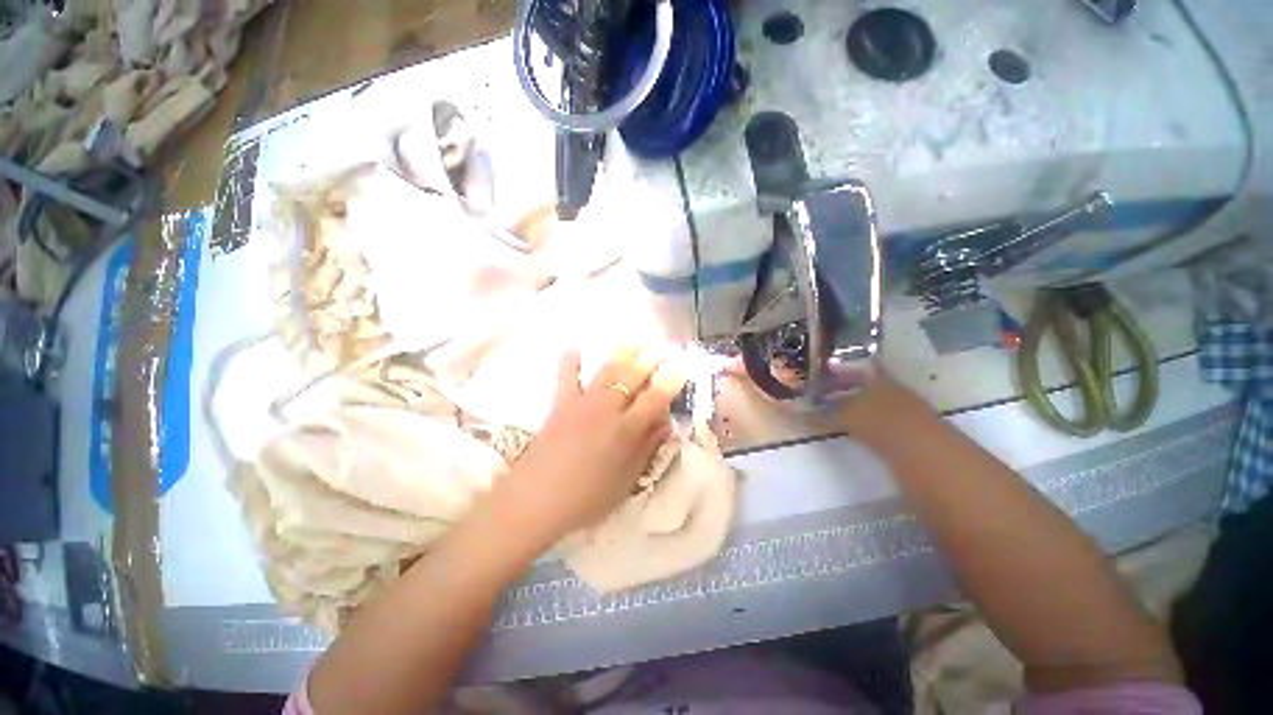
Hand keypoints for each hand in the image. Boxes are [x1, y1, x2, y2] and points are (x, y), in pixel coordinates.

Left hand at [489, 345, 688, 547]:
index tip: (681, 367)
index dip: (671, 381)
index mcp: (627, 430)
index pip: (656, 398)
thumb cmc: (586, 498)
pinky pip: (566, 377)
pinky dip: (570, 361)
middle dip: (649, 360)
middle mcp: (608, 409)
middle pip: (632, 377)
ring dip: (623, 353)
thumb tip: (666, 424)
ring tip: (634, 341)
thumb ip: (648, 448)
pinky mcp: (560, 404)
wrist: (535, 500)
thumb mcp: (627, 481)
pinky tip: (573, 346)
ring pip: (607, 371)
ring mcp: (583, 403)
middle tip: (660, 349)